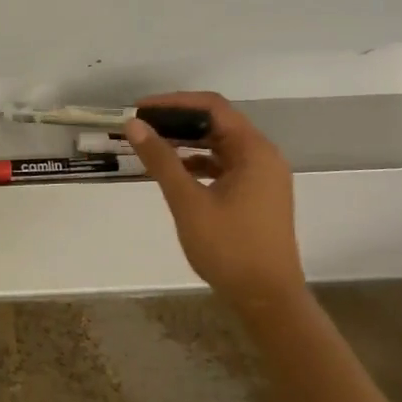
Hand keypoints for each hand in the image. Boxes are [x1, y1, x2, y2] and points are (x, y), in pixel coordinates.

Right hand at [124, 91, 306, 312]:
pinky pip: (225, 164)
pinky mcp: (257, 194)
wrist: (267, 298)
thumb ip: (161, 160)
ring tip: (151, 147)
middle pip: (218, 122)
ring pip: (220, 144)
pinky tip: (175, 172)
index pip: (212, 107)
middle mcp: (263, 157)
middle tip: (140, 127)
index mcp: (254, 151)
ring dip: (186, 141)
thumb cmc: (229, 247)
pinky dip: (198, 162)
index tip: (139, 109)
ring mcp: (263, 177)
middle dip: (177, 121)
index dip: (174, 102)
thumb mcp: (188, 201)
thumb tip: (134, 125)